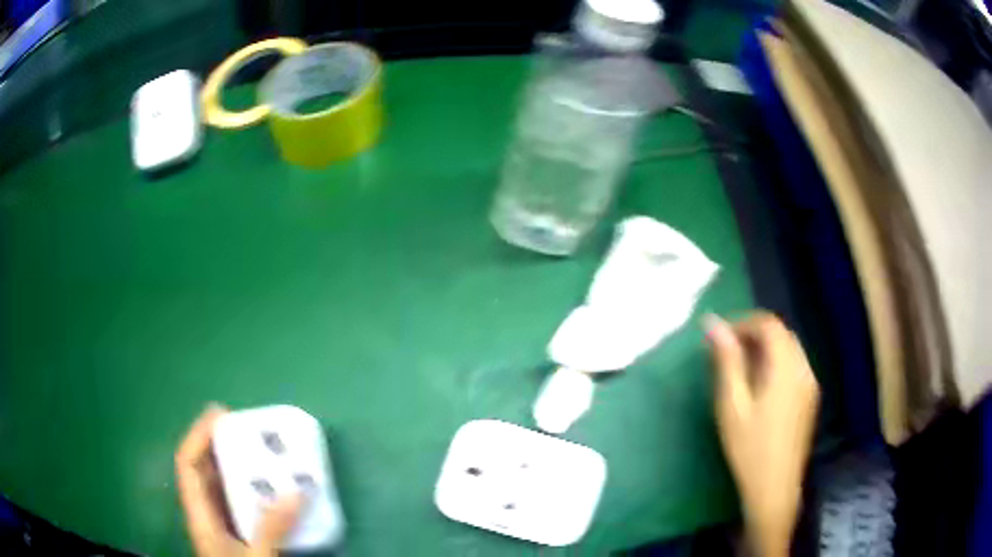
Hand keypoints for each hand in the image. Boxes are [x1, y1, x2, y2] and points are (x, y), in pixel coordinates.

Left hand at [175, 405, 303, 556]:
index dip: (199, 435)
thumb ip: (273, 528)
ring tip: (262, 452)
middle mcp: (204, 513)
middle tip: (248, 429)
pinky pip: (236, 501)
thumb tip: (297, 492)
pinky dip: (250, 488)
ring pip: (219, 484)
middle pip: (202, 468)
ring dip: (236, 465)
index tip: (222, 414)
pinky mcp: (234, 533)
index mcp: (200, 515)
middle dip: (220, 444)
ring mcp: (218, 523)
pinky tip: (270, 489)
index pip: (187, 464)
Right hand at [705, 313, 819, 556]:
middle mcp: (803, 368)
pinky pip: (794, 365)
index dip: (743, 323)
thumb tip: (712, 324)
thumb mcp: (732, 405)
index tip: (720, 338)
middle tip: (726, 353)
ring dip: (765, 349)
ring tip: (740, 369)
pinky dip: (776, 363)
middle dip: (754, 335)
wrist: (775, 488)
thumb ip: (726, 362)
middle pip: (781, 334)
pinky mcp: (810, 397)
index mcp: (786, 368)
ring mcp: (809, 383)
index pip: (769, 325)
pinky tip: (760, 387)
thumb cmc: (749, 448)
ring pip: (789, 349)